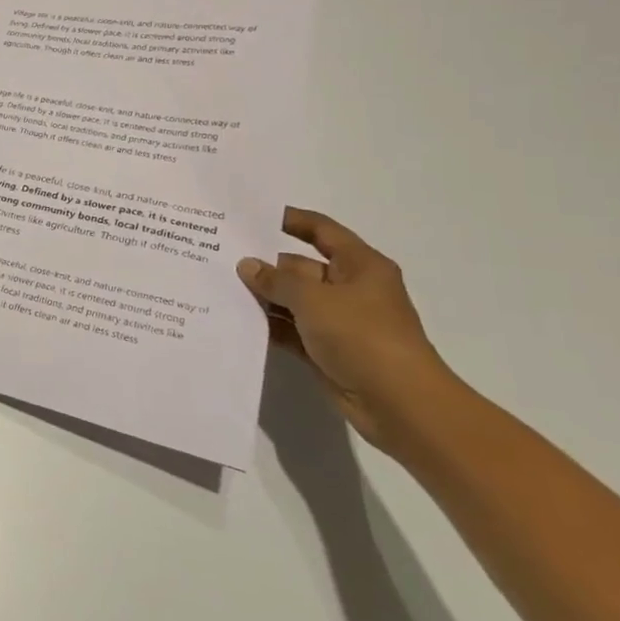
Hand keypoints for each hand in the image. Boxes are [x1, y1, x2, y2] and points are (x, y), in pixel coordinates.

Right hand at [237, 208, 459, 452]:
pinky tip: (235, 320)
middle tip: (219, 257)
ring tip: (218, 287)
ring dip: (263, 297)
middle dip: (265, 264)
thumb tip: (248, 265)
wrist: (401, 405)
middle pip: (301, 267)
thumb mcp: (314, 300)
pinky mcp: (327, 350)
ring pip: (293, 300)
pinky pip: (291, 330)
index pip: (322, 231)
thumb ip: (277, 280)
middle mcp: (350, 289)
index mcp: (360, 266)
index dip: (291, 220)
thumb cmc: (363, 337)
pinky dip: (269, 325)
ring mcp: (339, 321)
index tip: (251, 215)